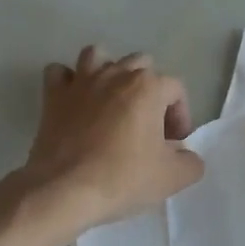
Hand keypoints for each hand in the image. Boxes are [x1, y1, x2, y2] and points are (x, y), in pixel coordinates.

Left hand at [18, 46, 203, 234]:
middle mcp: (115, 74)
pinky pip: (59, 73)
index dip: (180, 115)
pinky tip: (75, 101)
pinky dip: (68, 82)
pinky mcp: (53, 96)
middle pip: (141, 65)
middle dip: (149, 90)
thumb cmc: (123, 178)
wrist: (65, 190)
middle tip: (148, 125)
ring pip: (98, 55)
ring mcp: (81, 81)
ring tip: (112, 101)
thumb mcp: (173, 178)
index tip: (174, 144)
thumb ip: (191, 162)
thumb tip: (185, 155)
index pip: (176, 89)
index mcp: (148, 87)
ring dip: (109, 73)